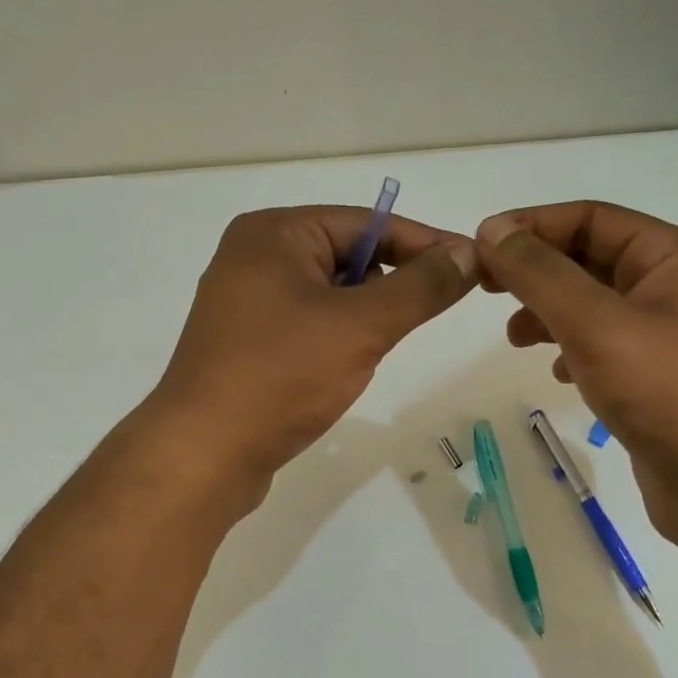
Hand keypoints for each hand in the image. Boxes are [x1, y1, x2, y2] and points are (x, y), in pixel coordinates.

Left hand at [145, 205, 476, 497]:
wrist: (203, 454)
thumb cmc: (282, 376)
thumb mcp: (361, 326)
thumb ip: (420, 286)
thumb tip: (467, 252)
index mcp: (274, 233)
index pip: (368, 223)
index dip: (425, 243)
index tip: (473, 265)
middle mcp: (254, 257)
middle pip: (347, 255)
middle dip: (390, 284)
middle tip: (426, 314)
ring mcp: (245, 303)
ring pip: (329, 295)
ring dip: (363, 317)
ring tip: (374, 349)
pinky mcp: (245, 344)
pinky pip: (307, 325)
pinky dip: (336, 338)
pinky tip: (343, 369)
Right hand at [474, 202, 677, 542]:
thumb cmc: (664, 390)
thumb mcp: (594, 322)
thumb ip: (539, 274)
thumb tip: (492, 231)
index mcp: (672, 257)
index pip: (592, 218)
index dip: (533, 226)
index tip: (481, 245)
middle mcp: (675, 288)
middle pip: (591, 259)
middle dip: (537, 272)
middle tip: (486, 289)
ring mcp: (669, 337)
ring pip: (594, 307)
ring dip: (550, 313)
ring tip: (515, 338)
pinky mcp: (658, 379)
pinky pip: (605, 347)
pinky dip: (573, 351)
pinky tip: (557, 373)